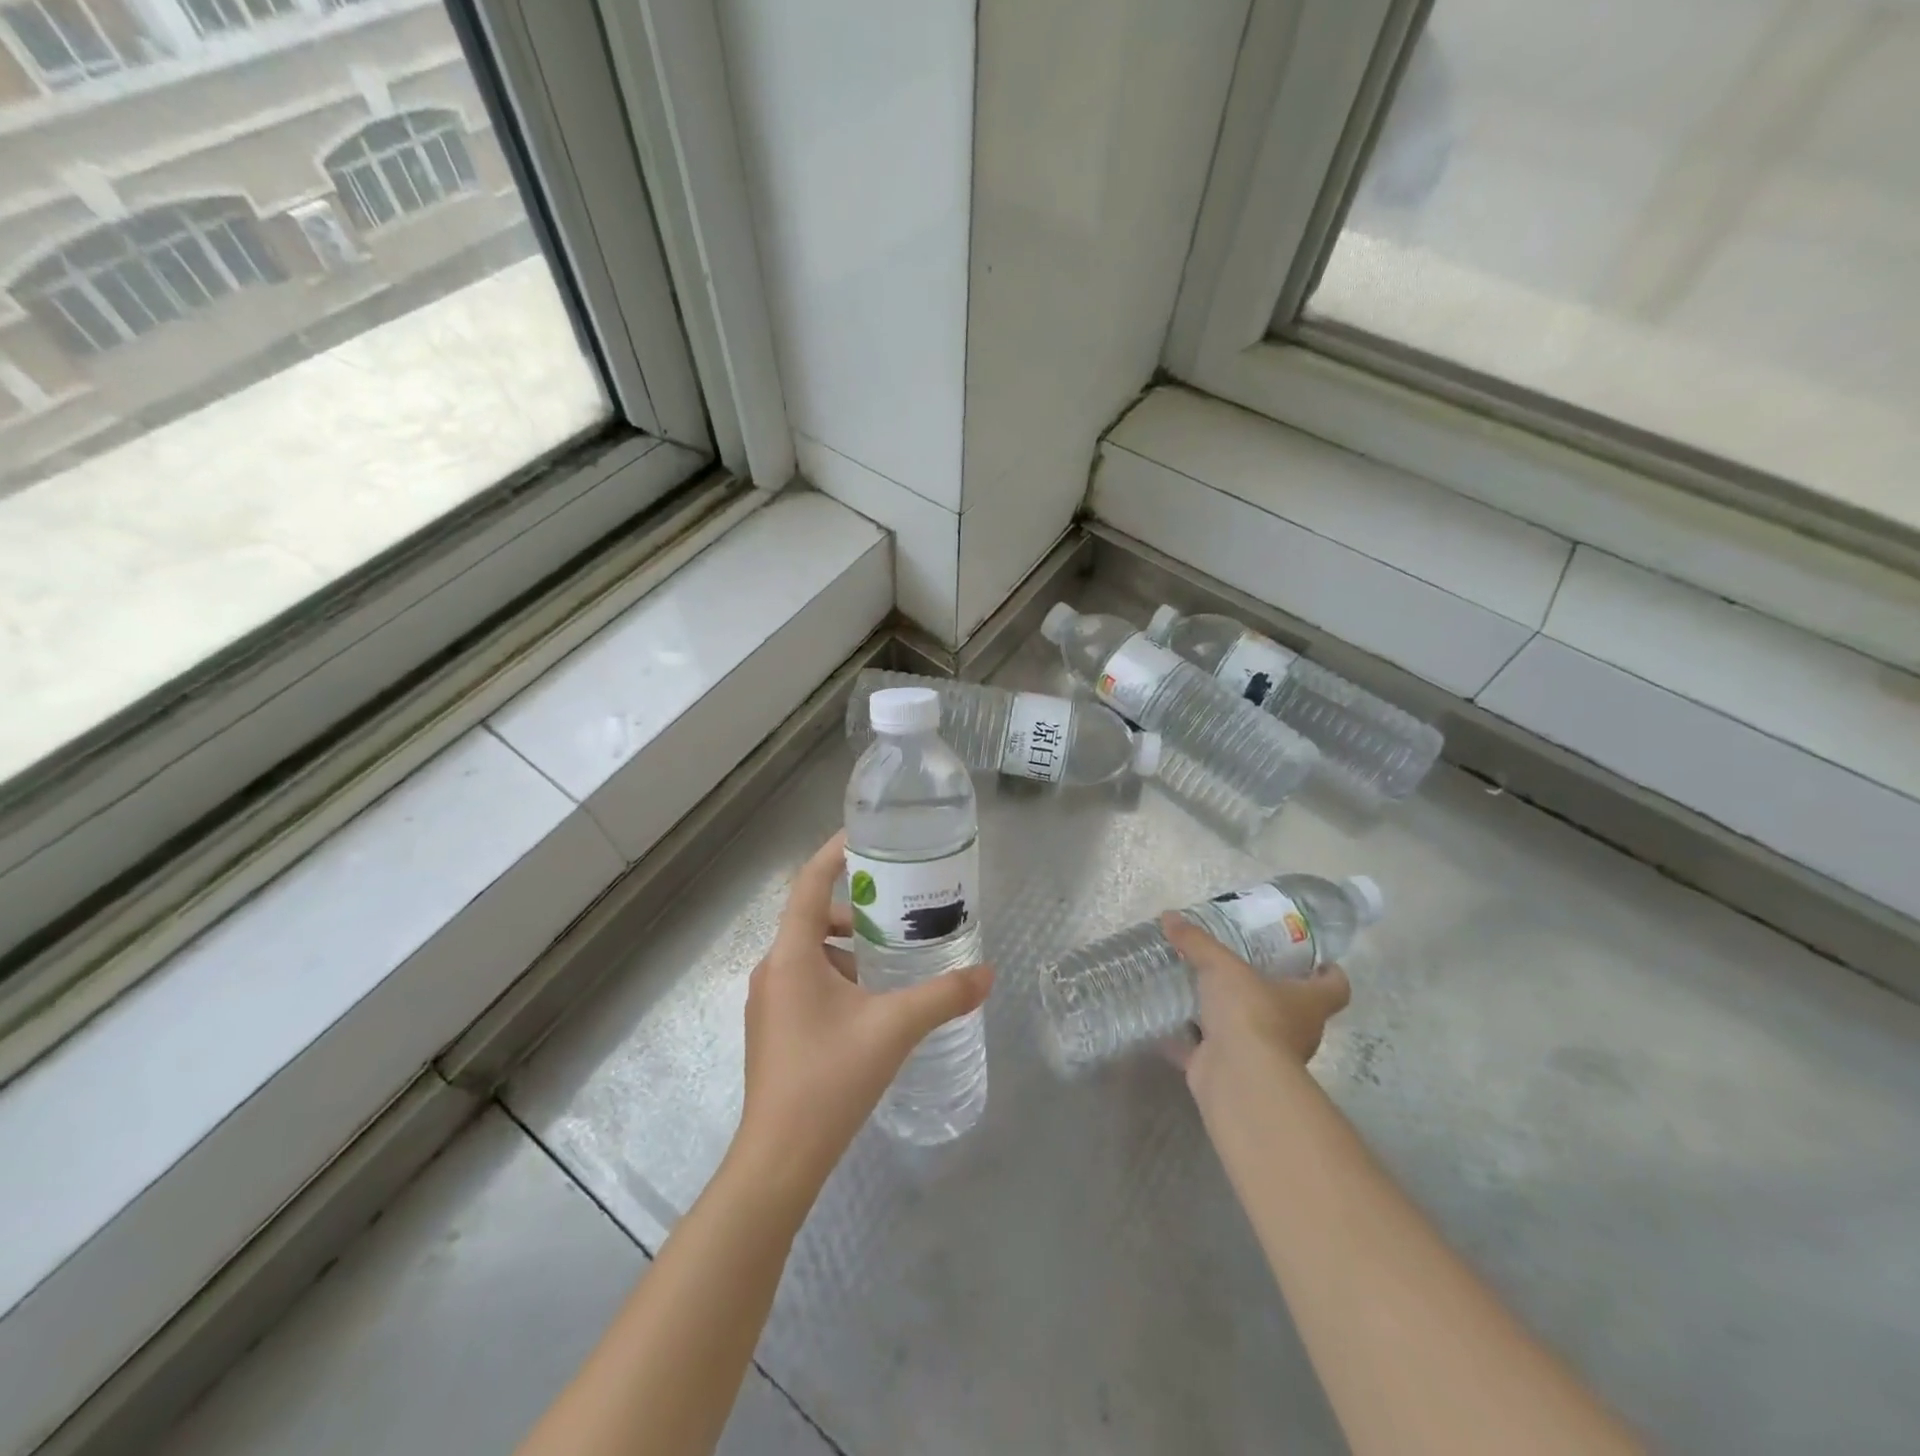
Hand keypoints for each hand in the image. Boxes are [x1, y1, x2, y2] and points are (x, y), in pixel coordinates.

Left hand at [733, 832, 994, 1206]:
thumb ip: (943, 997)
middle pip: (812, 917)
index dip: (834, 854)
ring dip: (848, 948)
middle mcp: (772, 969)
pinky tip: (871, 1003)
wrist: (779, 1159)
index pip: (809, 883)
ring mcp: (768, 1002)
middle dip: (855, 910)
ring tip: (892, 959)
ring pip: (810, 953)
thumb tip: (987, 974)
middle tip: (898, 911)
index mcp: (791, 955)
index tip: (865, 836)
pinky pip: (806, 981)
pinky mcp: (773, 1029)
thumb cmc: (830, 1079)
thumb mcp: (895, 1029)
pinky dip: (838, 976)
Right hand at [1160, 912, 1349, 1105]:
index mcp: (1307, 1003)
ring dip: (1230, 1017)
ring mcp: (1263, 1055)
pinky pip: (1207, 1050)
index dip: (1329, 974)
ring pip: (1250, 1031)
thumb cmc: (1250, 1013)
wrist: (1237, 1076)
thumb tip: (1169, 915)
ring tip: (1201, 990)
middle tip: (1242, 967)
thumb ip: (1197, 941)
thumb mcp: (1221, 966)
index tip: (1317, 961)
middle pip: (1292, 1009)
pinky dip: (1190, 1039)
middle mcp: (1294, 1031)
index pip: (1335, 987)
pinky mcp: (1230, 1070)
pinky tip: (1169, 1022)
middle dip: (1270, 991)